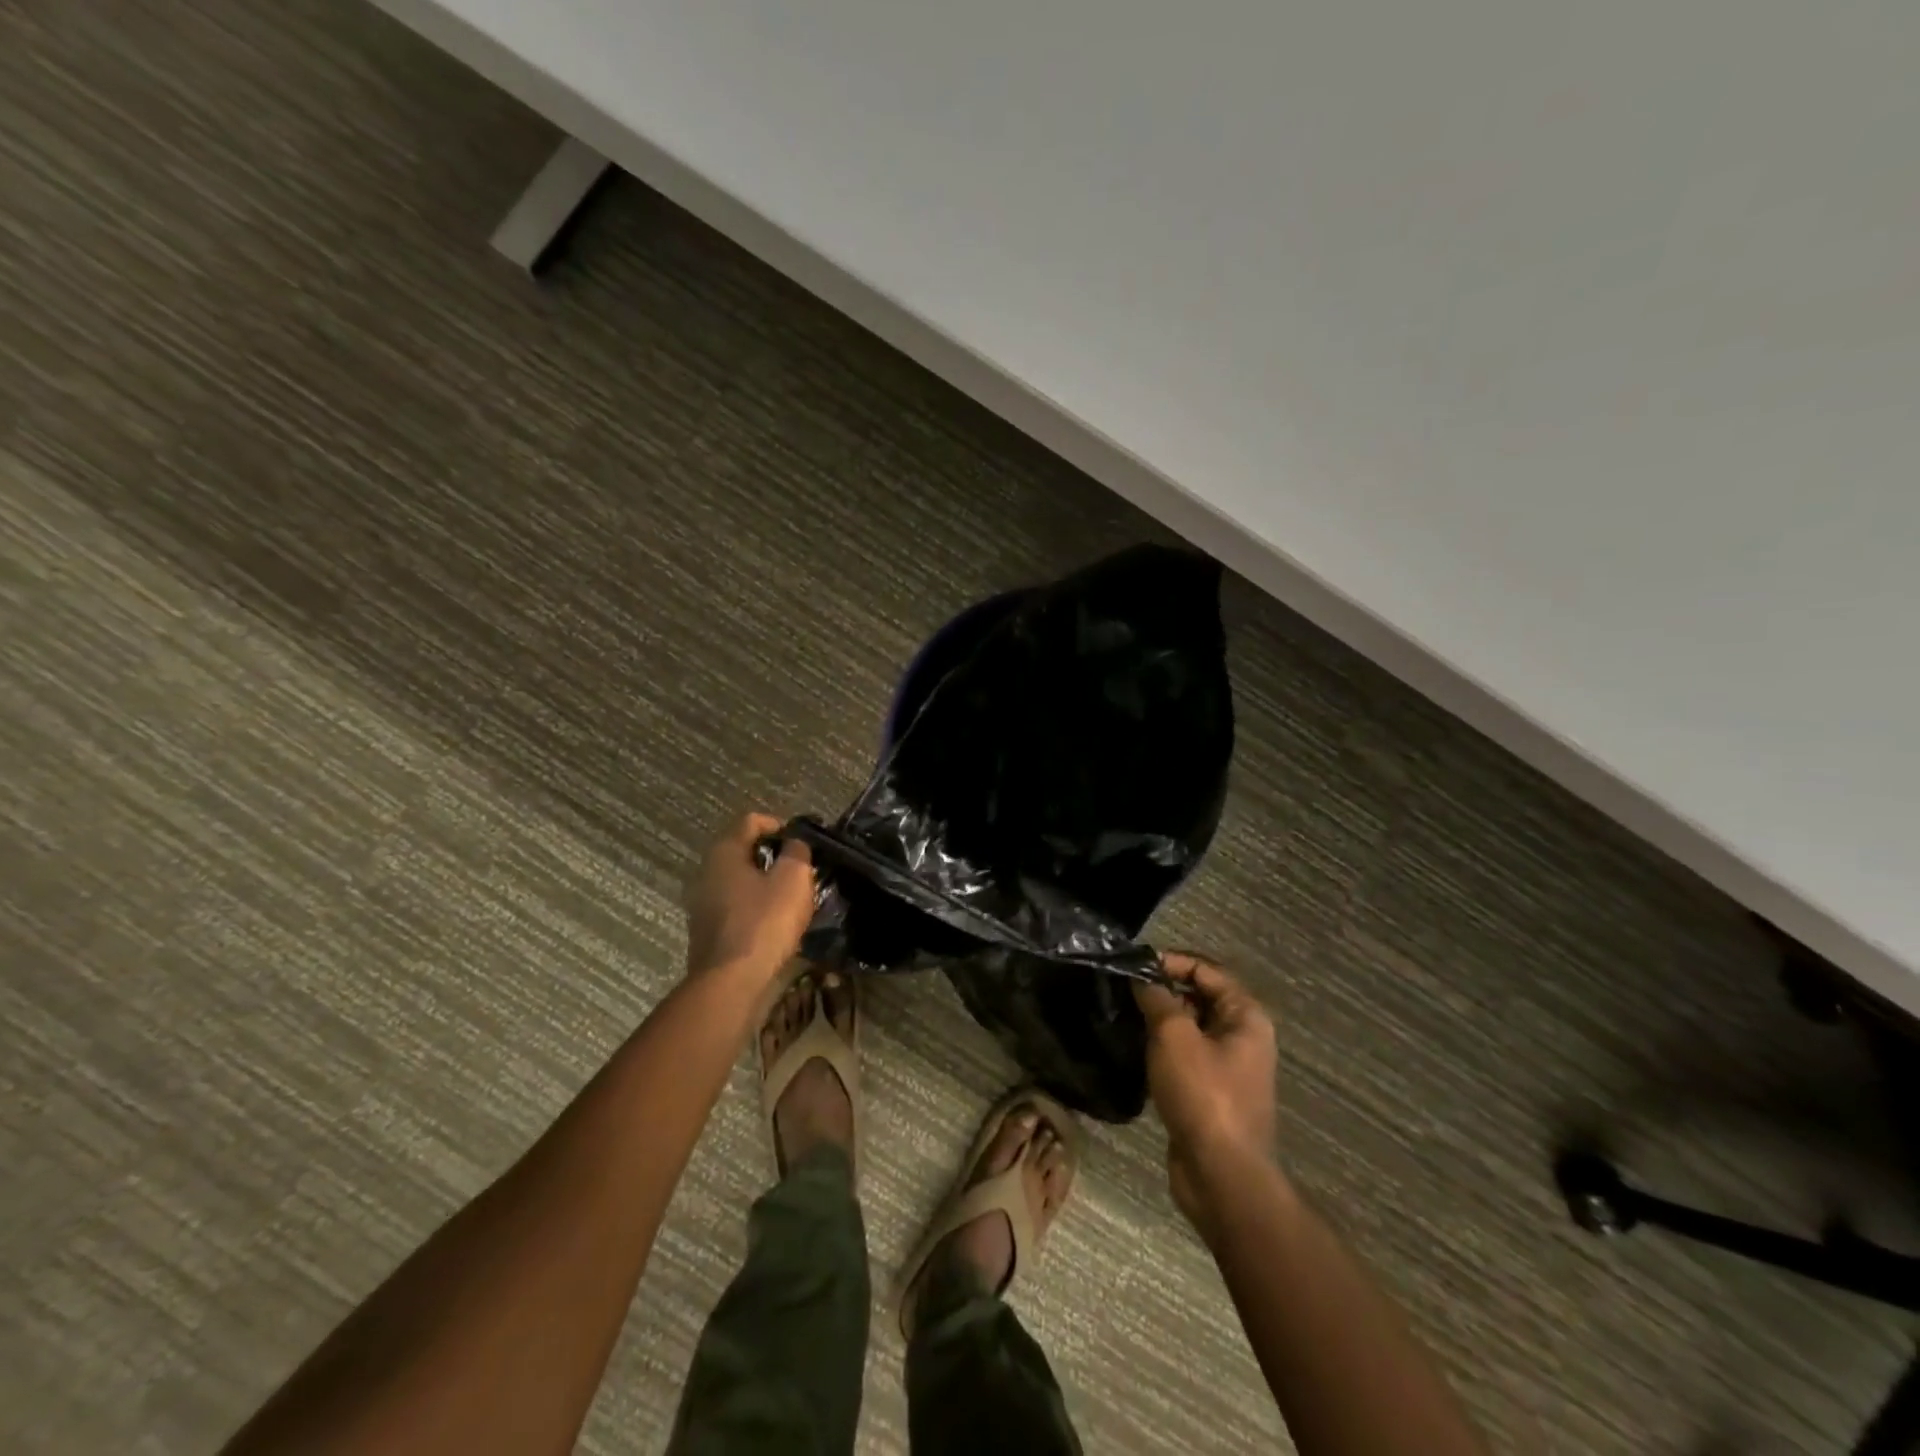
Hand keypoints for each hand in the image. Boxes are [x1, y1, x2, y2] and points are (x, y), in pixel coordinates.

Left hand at [684, 813, 814, 983]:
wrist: (731, 982)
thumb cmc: (764, 922)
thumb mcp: (794, 878)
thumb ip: (797, 851)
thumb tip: (795, 842)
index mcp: (724, 852)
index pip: (751, 821)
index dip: (780, 825)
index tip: (802, 842)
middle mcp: (706, 872)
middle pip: (744, 851)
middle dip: (774, 857)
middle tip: (801, 870)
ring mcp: (702, 904)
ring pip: (740, 881)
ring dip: (766, 884)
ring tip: (793, 898)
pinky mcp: (707, 931)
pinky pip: (736, 907)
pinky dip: (756, 908)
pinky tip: (776, 924)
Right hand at [1133, 953, 1279, 1221]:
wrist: (1222, 1175)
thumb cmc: (1203, 1095)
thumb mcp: (1174, 1036)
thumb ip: (1157, 998)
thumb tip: (1141, 977)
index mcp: (1245, 1016)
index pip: (1206, 969)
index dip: (1171, 961)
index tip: (1133, 963)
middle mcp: (1243, 1035)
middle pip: (1200, 995)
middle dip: (1164, 988)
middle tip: (1124, 988)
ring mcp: (1229, 1065)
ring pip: (1191, 1025)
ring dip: (1161, 1017)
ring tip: (1125, 1013)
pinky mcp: (1212, 1090)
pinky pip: (1186, 1053)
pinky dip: (1163, 1045)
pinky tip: (1136, 1046)